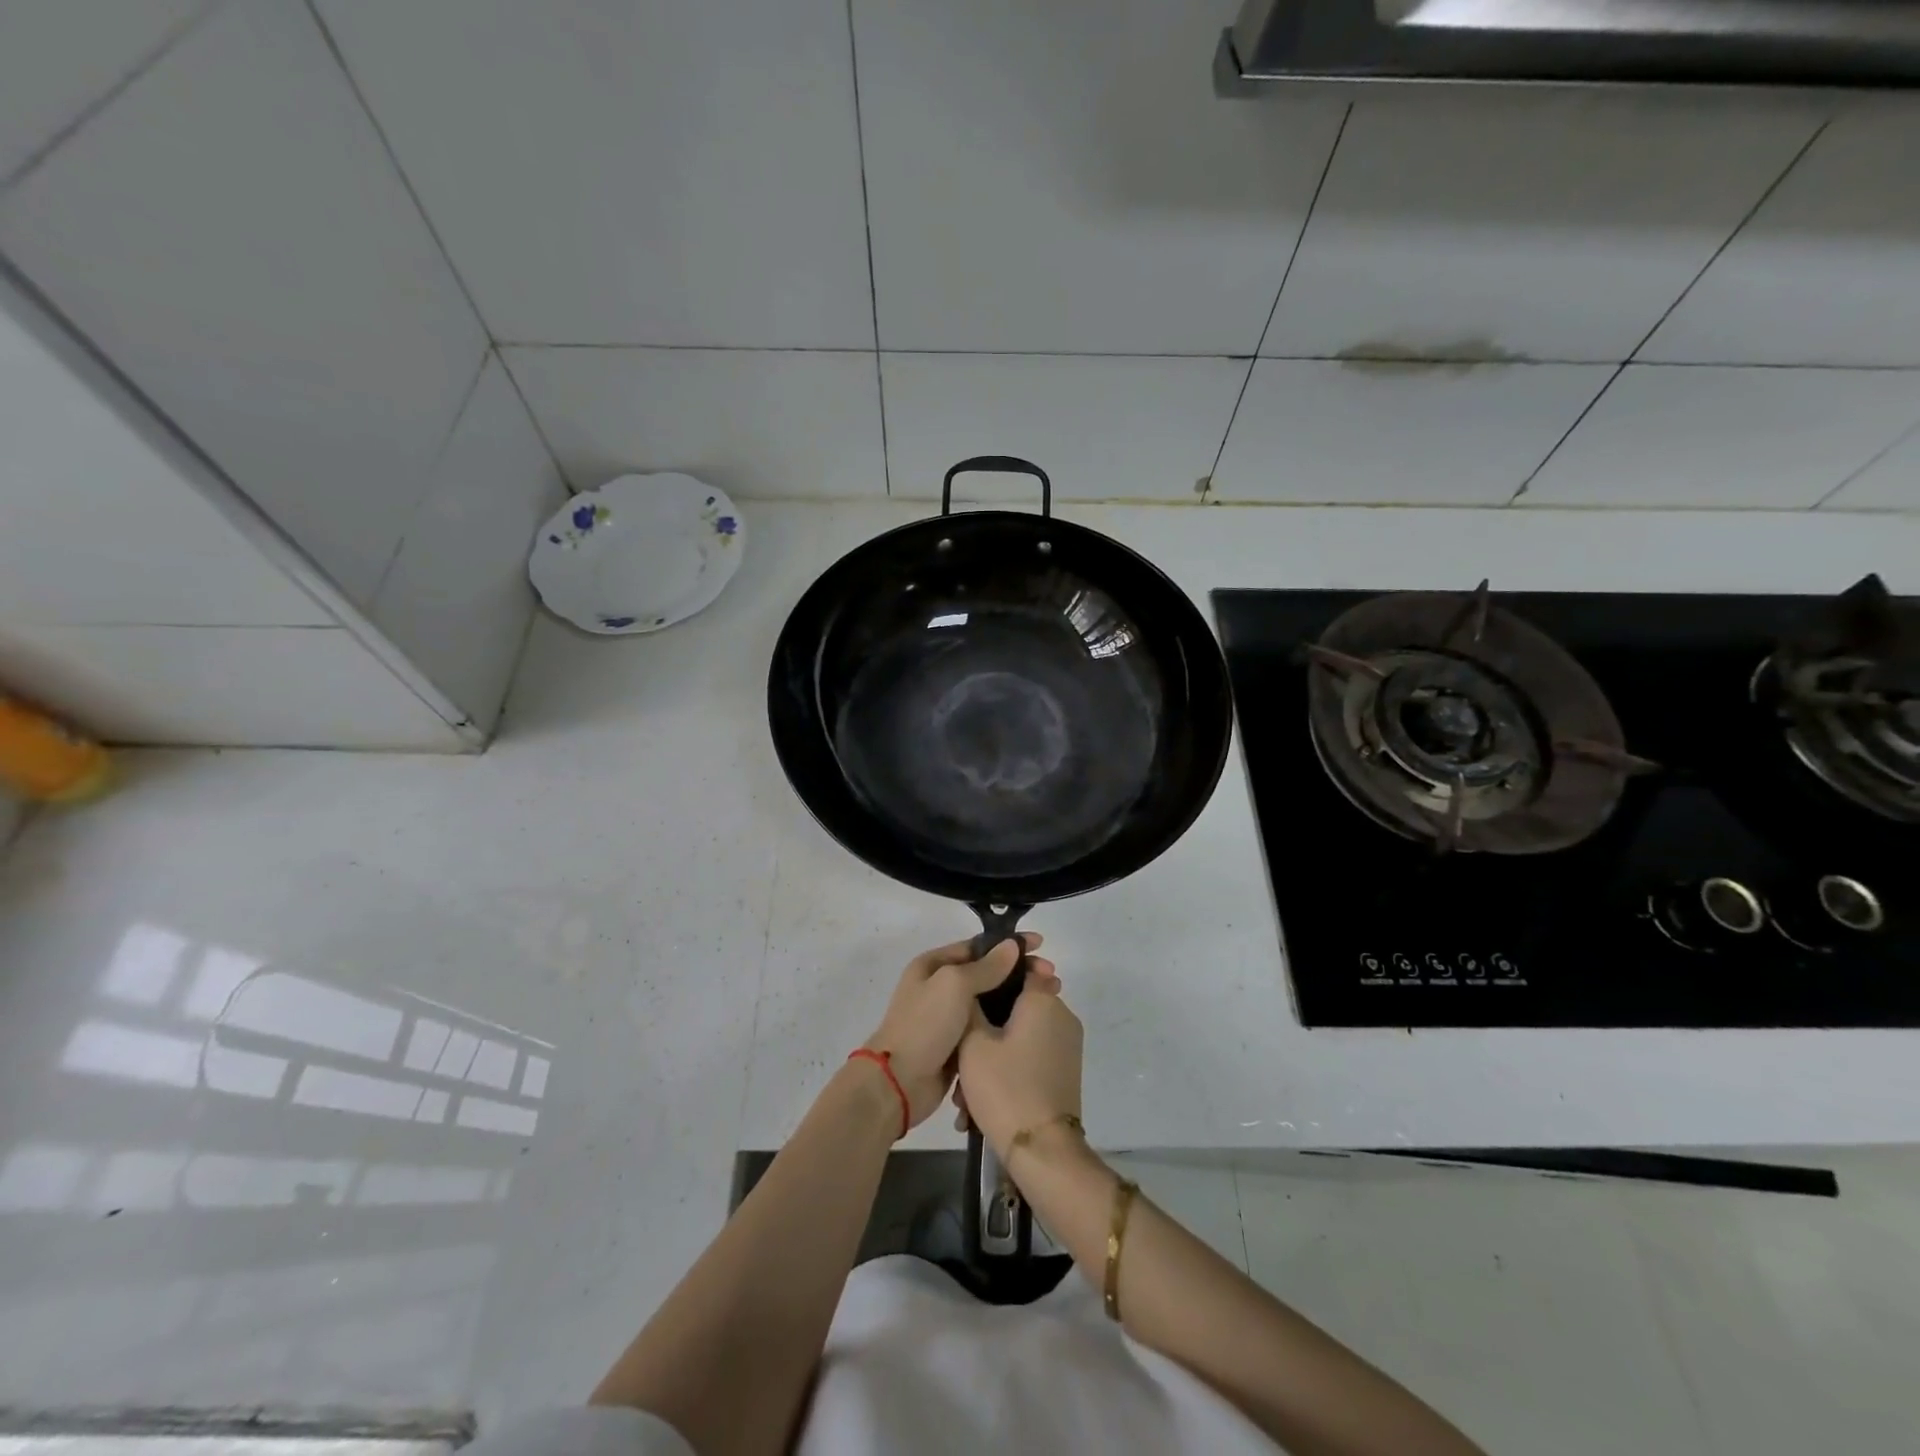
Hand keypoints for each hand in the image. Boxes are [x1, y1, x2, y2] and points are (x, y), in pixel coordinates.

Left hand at [862, 934, 1053, 1128]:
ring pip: (990, 1002)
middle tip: (1053, 977)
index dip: (1008, 944)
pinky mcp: (958, 1046)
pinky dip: (1008, 1025)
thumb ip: (986, 967)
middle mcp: (940, 987)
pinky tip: (1031, 1026)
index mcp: (934, 965)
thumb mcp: (954, 985)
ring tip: (1050, 999)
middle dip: (1019, 973)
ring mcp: (949, 1018)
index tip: (1040, 945)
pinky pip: (988, 1028)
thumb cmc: (925, 1025)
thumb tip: (1011, 946)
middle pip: (987, 974)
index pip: (978, 947)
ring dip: (1017, 999)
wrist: (899, 1082)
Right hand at [956, 975, 1082, 1158]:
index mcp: (1042, 999)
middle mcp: (1061, 1015)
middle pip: (1016, 1005)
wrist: (1042, 1150)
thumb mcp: (972, 1043)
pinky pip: (1030, 1056)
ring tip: (964, 1093)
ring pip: (1020, 1035)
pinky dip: (1007, 1069)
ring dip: (992, 1055)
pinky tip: (979, 1104)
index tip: (967, 991)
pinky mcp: (1065, 1071)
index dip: (990, 973)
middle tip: (958, 1055)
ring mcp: (1067, 1045)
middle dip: (985, 1026)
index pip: (1018, 966)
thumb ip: (970, 1005)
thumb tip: (972, 986)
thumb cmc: (1004, 1086)